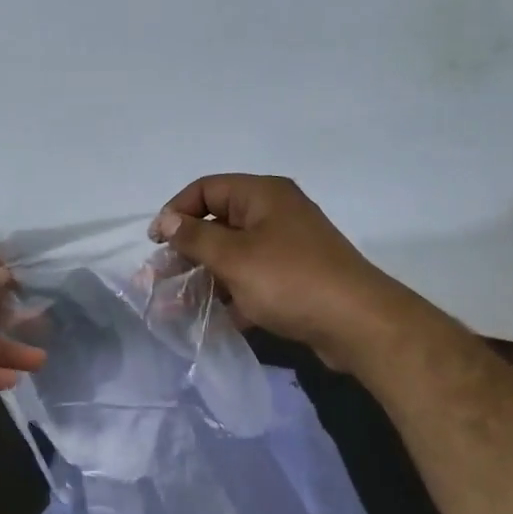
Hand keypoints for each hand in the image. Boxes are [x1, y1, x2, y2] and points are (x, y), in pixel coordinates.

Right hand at [149, 175, 403, 368]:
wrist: (356, 323)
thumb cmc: (290, 280)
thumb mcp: (234, 257)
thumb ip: (194, 238)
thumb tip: (165, 220)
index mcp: (263, 196)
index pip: (206, 189)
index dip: (176, 212)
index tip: (155, 244)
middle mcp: (275, 214)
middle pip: (218, 224)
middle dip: (186, 252)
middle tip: (162, 280)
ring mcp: (286, 248)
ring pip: (232, 256)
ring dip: (204, 278)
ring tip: (178, 307)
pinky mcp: (293, 279)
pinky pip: (251, 280)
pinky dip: (230, 296)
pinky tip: (211, 320)